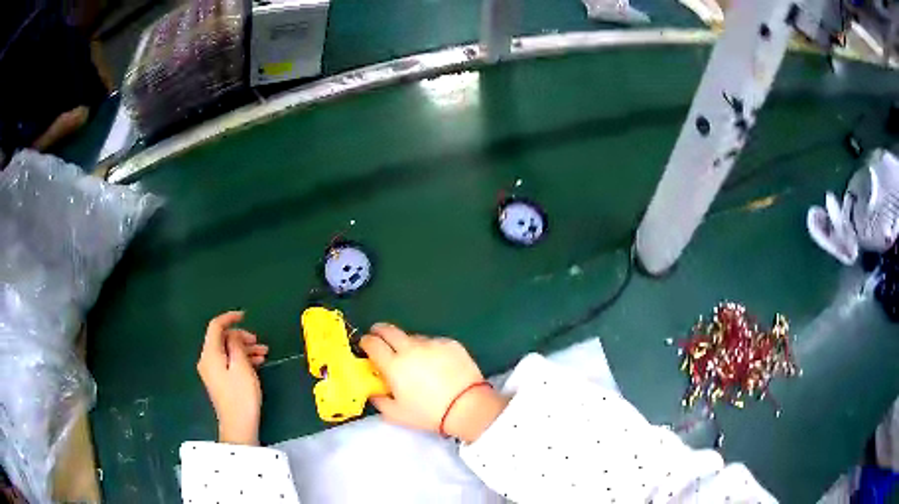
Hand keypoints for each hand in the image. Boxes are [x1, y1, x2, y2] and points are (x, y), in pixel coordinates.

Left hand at [197, 311, 269, 444]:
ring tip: (264, 353)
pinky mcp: (219, 381)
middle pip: (222, 339)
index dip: (229, 318)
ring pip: (227, 351)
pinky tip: (257, 363)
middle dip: (241, 337)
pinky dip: (241, 359)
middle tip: (259, 342)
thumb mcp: (242, 366)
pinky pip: (228, 362)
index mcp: (210, 354)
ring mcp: (212, 372)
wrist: (238, 425)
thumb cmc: (241, 395)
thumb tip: (234, 336)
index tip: (245, 315)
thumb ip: (237, 345)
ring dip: (244, 349)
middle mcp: (207, 360)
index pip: (216, 326)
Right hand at [360, 323, 508, 442]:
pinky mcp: (450, 343)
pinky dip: (429, 349)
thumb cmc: (429, 413)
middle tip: (379, 337)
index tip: (365, 344)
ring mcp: (432, 343)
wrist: (467, 407)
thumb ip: (379, 400)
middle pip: (389, 330)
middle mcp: (410, 349)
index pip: (372, 343)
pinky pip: (433, 342)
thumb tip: (373, 391)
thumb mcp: (396, 414)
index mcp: (394, 365)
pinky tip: (435, 363)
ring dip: (407, 344)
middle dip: (380, 331)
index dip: (365, 341)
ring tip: (414, 359)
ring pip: (412, 337)